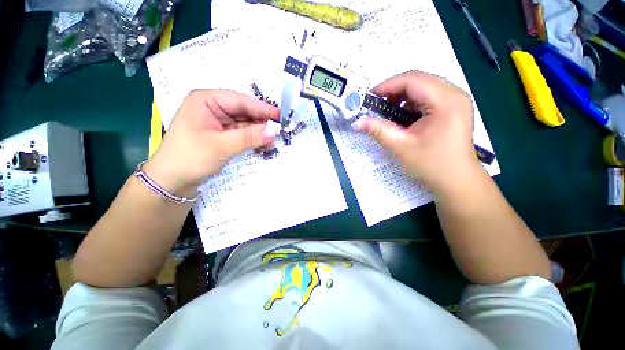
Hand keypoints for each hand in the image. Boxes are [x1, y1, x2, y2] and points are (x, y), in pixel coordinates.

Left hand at [143, 90, 279, 196]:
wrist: (173, 181)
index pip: (240, 101)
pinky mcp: (222, 135)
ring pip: (245, 123)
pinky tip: (264, 144)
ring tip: (274, 140)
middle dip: (262, 121)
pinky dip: (253, 138)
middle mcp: (213, 107)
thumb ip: (249, 137)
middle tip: (280, 130)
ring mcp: (218, 122)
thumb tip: (275, 131)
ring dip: (259, 132)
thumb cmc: (190, 157)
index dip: (262, 108)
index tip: (281, 117)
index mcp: (206, 100)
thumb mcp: (221, 146)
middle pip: (244, 111)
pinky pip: (242, 133)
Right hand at [352, 71, 478, 191]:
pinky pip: (428, 97)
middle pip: (418, 81)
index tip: (369, 97)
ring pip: (423, 87)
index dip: (387, 85)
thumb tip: (357, 122)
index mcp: (445, 101)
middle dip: (394, 91)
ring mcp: (456, 100)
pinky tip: (403, 117)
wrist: (456, 180)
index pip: (412, 80)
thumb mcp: (400, 146)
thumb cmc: (431, 164)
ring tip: (388, 112)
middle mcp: (454, 94)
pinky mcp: (453, 108)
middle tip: (377, 106)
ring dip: (402, 97)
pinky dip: (411, 103)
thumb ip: (378, 130)